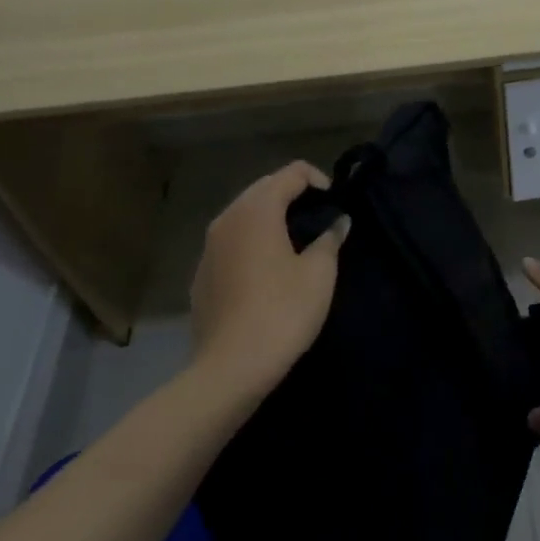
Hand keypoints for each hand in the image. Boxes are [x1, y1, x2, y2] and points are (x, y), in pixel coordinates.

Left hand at [190, 162, 349, 399]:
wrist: (230, 368)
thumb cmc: (282, 312)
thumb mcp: (319, 274)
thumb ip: (330, 239)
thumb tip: (337, 222)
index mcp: (257, 210)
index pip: (291, 172)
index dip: (318, 179)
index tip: (335, 203)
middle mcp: (227, 218)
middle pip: (264, 187)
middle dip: (293, 194)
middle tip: (319, 217)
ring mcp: (209, 246)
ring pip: (244, 214)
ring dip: (271, 217)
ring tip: (296, 240)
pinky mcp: (201, 273)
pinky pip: (231, 241)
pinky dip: (252, 240)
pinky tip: (267, 268)